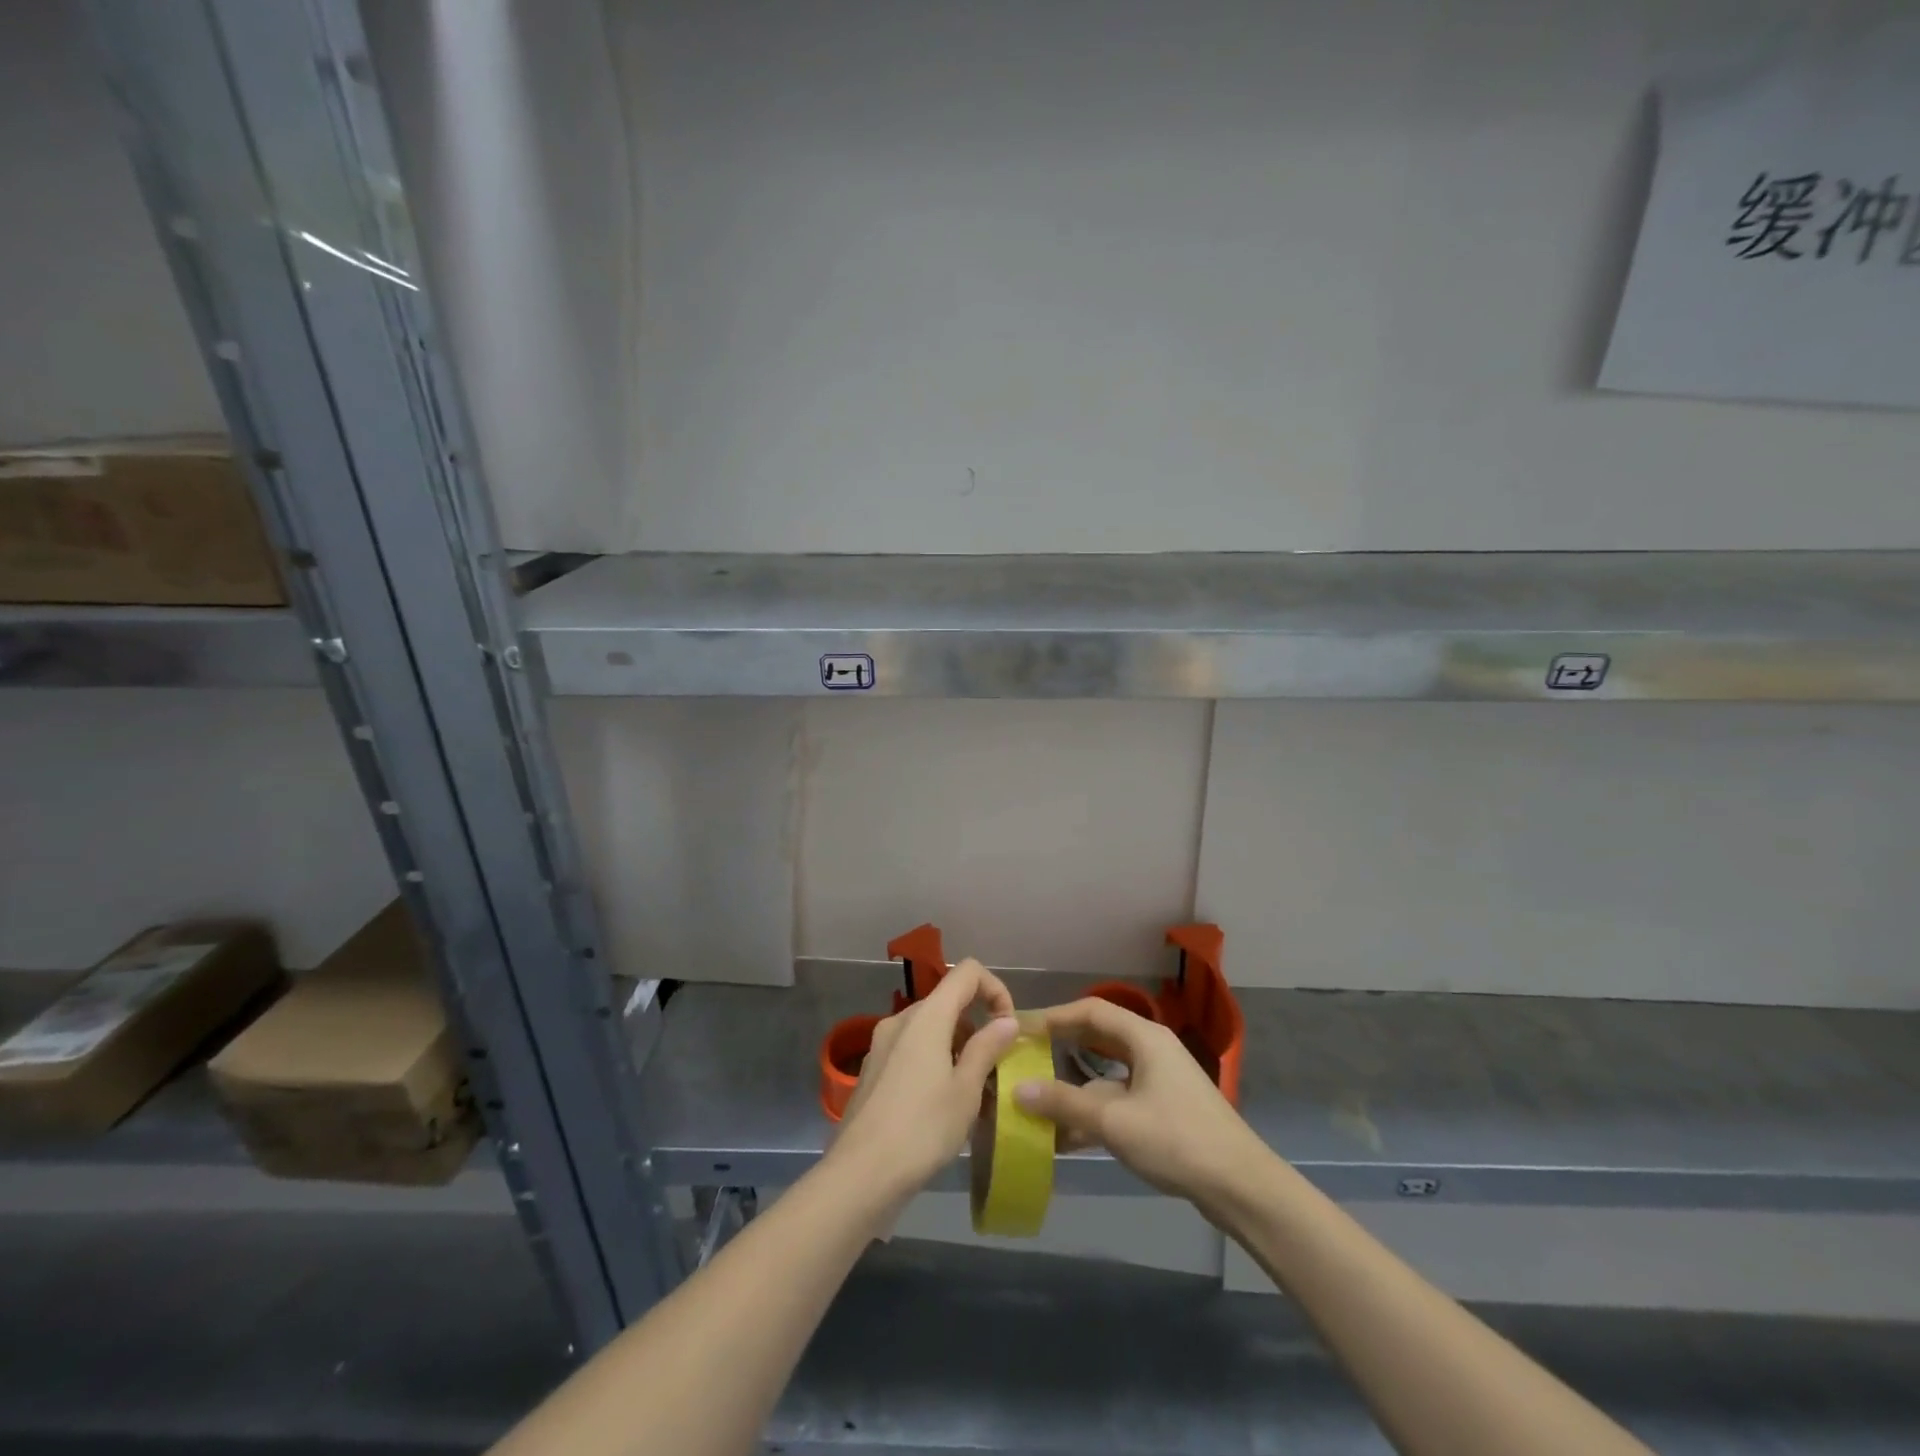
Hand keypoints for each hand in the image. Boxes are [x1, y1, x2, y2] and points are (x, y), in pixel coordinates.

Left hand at [828, 958, 1018, 1206]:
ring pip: (930, 1028)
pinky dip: (934, 1062)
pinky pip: (912, 1050)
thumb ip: (988, 1048)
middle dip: (977, 1027)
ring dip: (957, 1048)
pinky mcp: (873, 1069)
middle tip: (994, 1070)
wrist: (860, 1174)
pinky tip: (942, 1105)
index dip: (995, 989)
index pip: (967, 972)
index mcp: (927, 1016)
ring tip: (973, 1093)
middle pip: (948, 1002)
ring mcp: (882, 1044)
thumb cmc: (922, 1128)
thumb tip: (1007, 1020)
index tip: (1007, 1027)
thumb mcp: (966, 1090)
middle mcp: (901, 1020)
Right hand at [1015, 998, 1270, 1217]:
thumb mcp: (1114, 1121)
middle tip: (1025, 1056)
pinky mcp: (1164, 1108)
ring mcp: (1160, 1079)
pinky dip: (1093, 1108)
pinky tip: (1067, 1134)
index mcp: (1144, 1037)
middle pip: (1098, 1036)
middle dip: (1061, 1046)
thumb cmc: (1177, 1140)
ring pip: (1107, 1070)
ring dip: (1075, 1083)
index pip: (1090, 1010)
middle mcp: (1152, 1049)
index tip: (1021, 1029)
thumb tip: (1018, 1088)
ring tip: (1039, 1095)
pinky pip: (1118, 1096)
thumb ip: (1064, 1103)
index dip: (1053, 1016)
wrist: (1241, 1187)